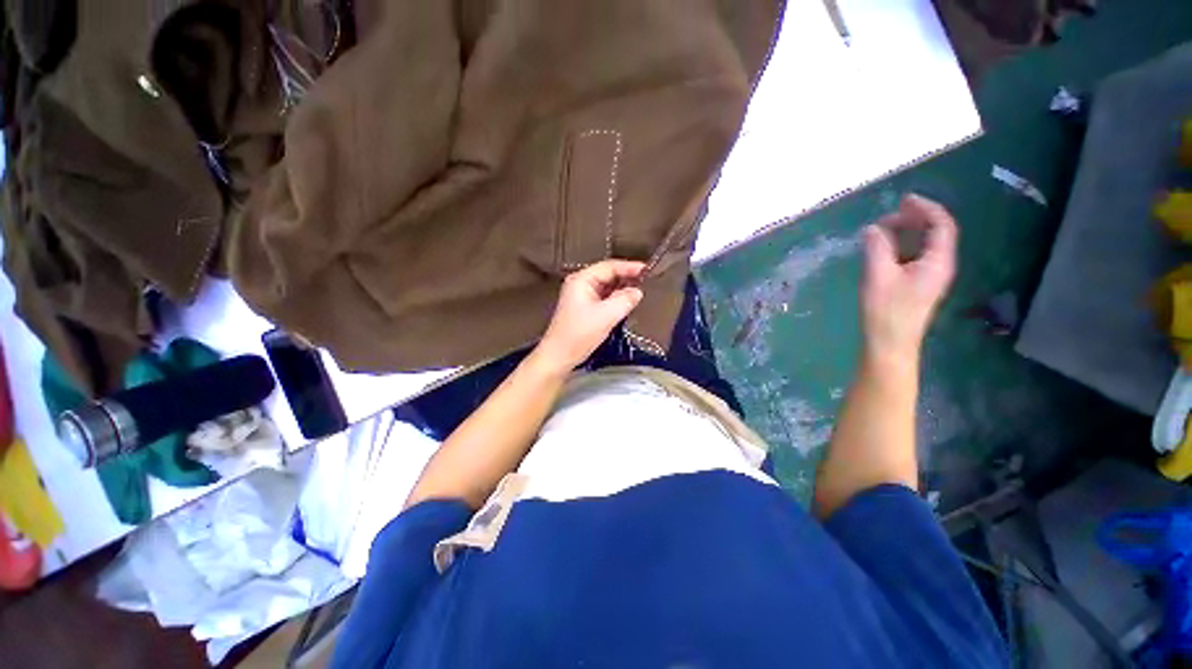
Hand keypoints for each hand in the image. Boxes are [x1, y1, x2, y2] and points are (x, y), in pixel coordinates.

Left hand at [537, 260, 645, 370]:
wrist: (559, 355)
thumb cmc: (579, 334)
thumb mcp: (606, 316)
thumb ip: (624, 300)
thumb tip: (638, 291)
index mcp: (582, 279)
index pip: (609, 266)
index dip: (629, 267)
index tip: (648, 270)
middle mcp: (580, 284)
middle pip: (608, 274)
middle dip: (627, 277)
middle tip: (647, 281)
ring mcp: (582, 296)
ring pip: (607, 287)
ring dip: (622, 289)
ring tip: (641, 291)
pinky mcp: (584, 308)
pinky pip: (604, 297)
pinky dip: (616, 298)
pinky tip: (627, 303)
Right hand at [860, 194, 957, 363]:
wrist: (889, 344)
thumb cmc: (886, 311)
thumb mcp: (878, 275)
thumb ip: (876, 248)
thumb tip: (872, 228)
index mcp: (938, 261)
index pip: (941, 225)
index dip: (926, 208)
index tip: (904, 199)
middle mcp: (938, 265)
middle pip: (933, 233)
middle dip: (912, 220)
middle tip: (884, 218)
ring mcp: (927, 276)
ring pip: (921, 245)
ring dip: (904, 234)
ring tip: (879, 232)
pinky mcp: (915, 285)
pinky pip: (911, 257)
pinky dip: (898, 248)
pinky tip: (880, 250)